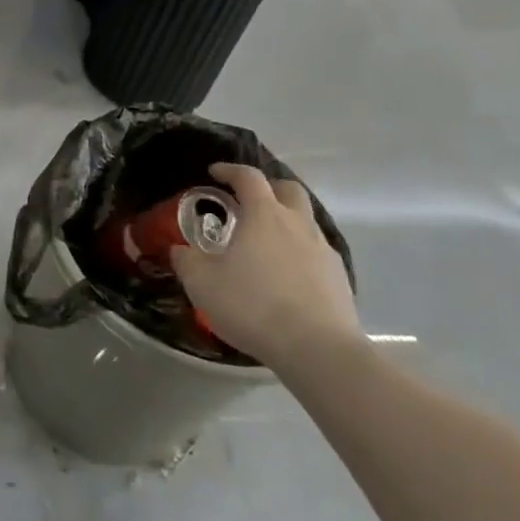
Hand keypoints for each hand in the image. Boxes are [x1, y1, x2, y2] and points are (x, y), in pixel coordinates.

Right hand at [169, 163, 359, 370]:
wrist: (318, 350)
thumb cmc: (253, 305)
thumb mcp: (201, 282)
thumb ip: (186, 260)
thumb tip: (180, 249)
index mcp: (264, 215)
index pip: (249, 177)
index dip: (230, 170)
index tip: (214, 173)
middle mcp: (298, 224)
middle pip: (289, 189)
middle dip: (268, 188)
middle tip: (247, 201)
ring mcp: (324, 251)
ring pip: (306, 222)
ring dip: (285, 222)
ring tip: (263, 243)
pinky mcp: (339, 279)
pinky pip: (316, 252)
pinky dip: (298, 252)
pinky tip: (284, 275)